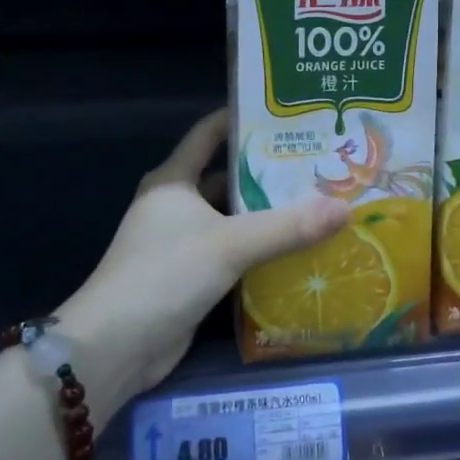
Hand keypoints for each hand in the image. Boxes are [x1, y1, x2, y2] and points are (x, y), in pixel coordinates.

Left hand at [62, 109, 349, 408]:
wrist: (114, 347)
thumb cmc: (165, 274)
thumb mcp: (230, 244)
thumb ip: (287, 226)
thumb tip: (345, 208)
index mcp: (173, 180)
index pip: (208, 134)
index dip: (241, 118)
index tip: (284, 112)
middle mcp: (175, 205)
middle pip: (225, 177)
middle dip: (266, 172)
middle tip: (317, 164)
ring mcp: (180, 243)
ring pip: (231, 219)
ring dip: (266, 215)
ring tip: (316, 204)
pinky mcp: (189, 278)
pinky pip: (232, 254)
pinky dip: (259, 252)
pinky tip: (296, 251)